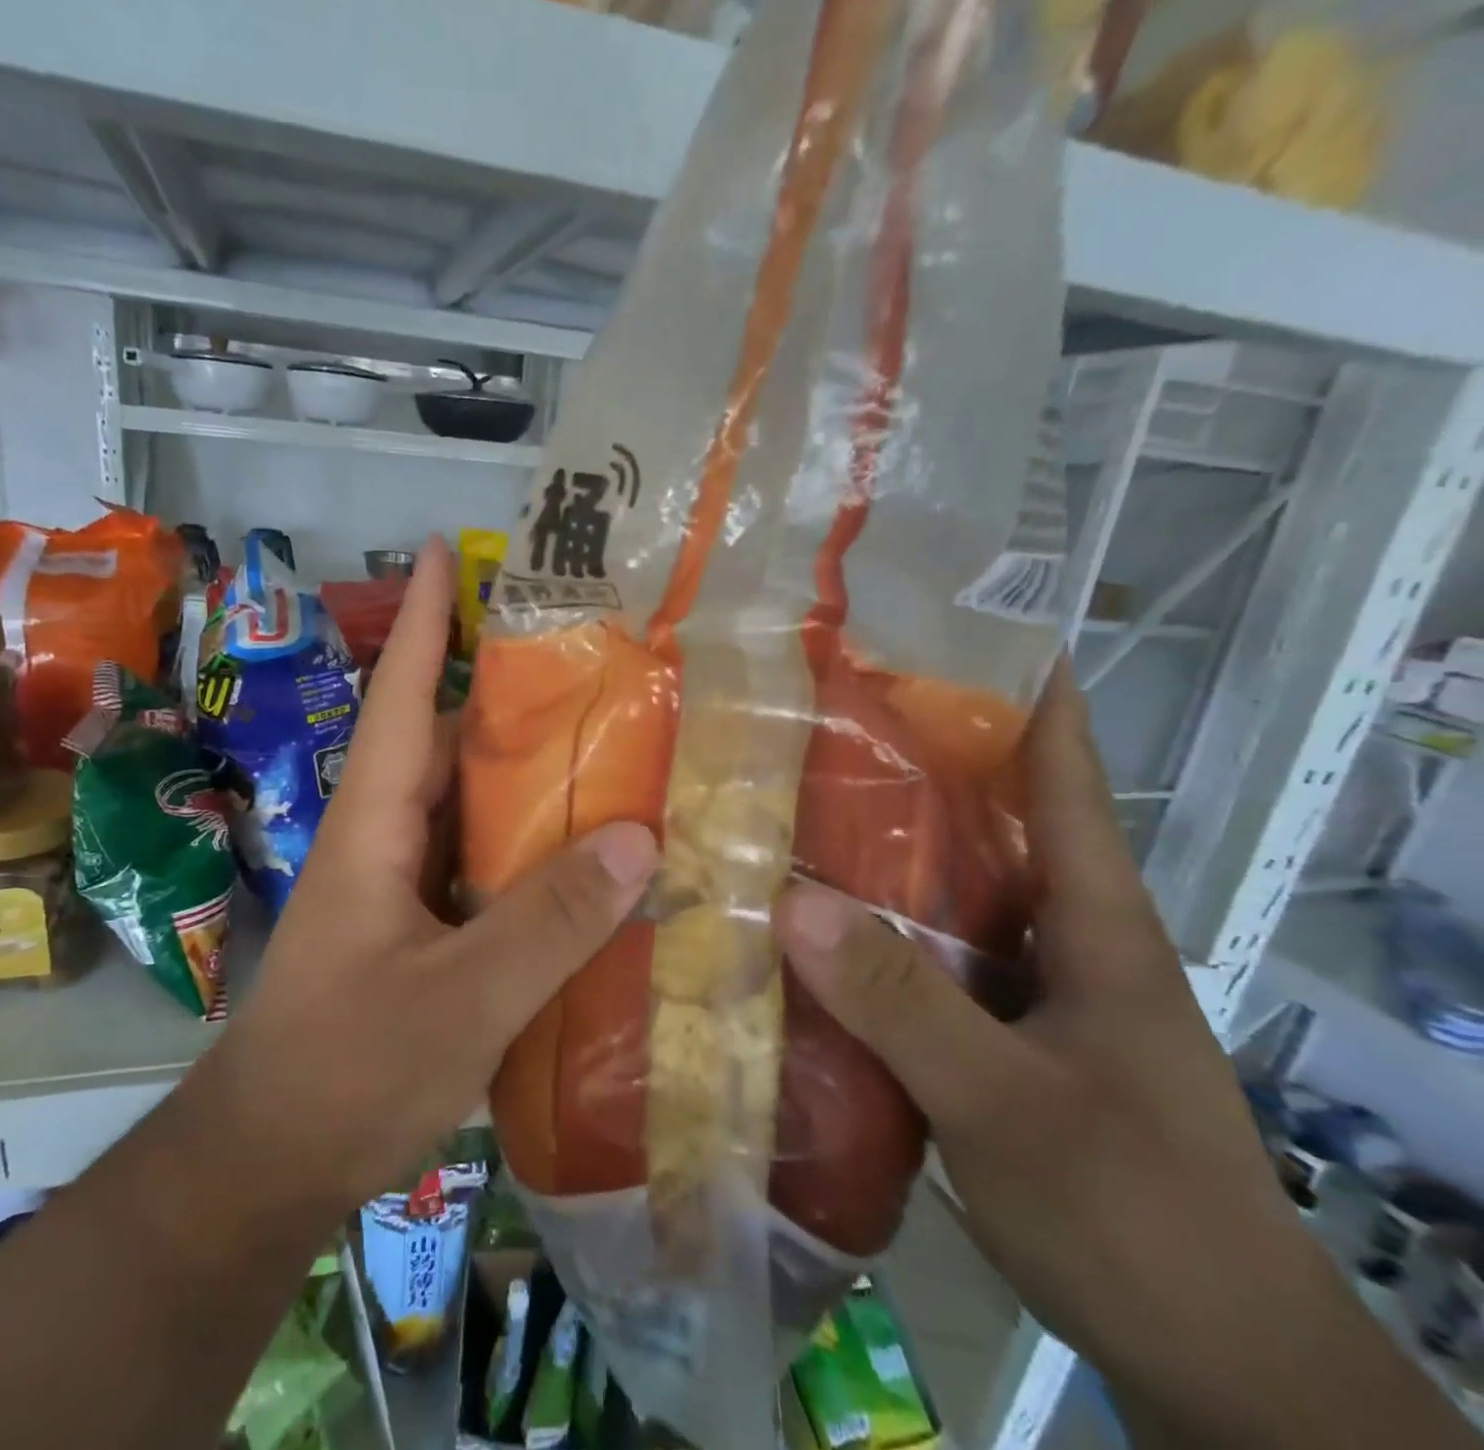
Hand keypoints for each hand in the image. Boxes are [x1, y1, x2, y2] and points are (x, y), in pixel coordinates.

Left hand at [203, 537, 657, 1214]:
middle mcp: (385, 839)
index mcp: (375, 825)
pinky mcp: (416, 930)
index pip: (404, 698)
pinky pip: (480, 866)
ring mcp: (398, 887)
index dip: (427, 622)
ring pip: (469, 807)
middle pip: (447, 743)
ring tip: (608, 742)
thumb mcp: (462, 997)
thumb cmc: (348, 1070)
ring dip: (525, 775)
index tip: (446, 552)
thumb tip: (639, 837)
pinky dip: (528, 849)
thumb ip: (549, 921)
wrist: (268, 1163)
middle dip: (506, 693)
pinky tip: (585, 856)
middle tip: (587, 656)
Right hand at [774, 664, 1471, 1448]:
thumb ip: (905, 1005)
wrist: (1214, 1365)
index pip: (1067, 781)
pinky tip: (810, 933)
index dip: (1030, 700)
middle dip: (916, 770)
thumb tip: (792, 905)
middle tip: (820, 724)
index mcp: (1096, 926)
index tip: (960, 639)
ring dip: (882, 857)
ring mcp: (1030, 994)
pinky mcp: (998, 1040)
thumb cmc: (1136, 1215)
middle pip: (989, 829)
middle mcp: (1062, 942)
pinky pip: (927, 963)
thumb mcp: (1010, 1106)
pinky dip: (874, 936)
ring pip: (949, 898)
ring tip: (790, 814)